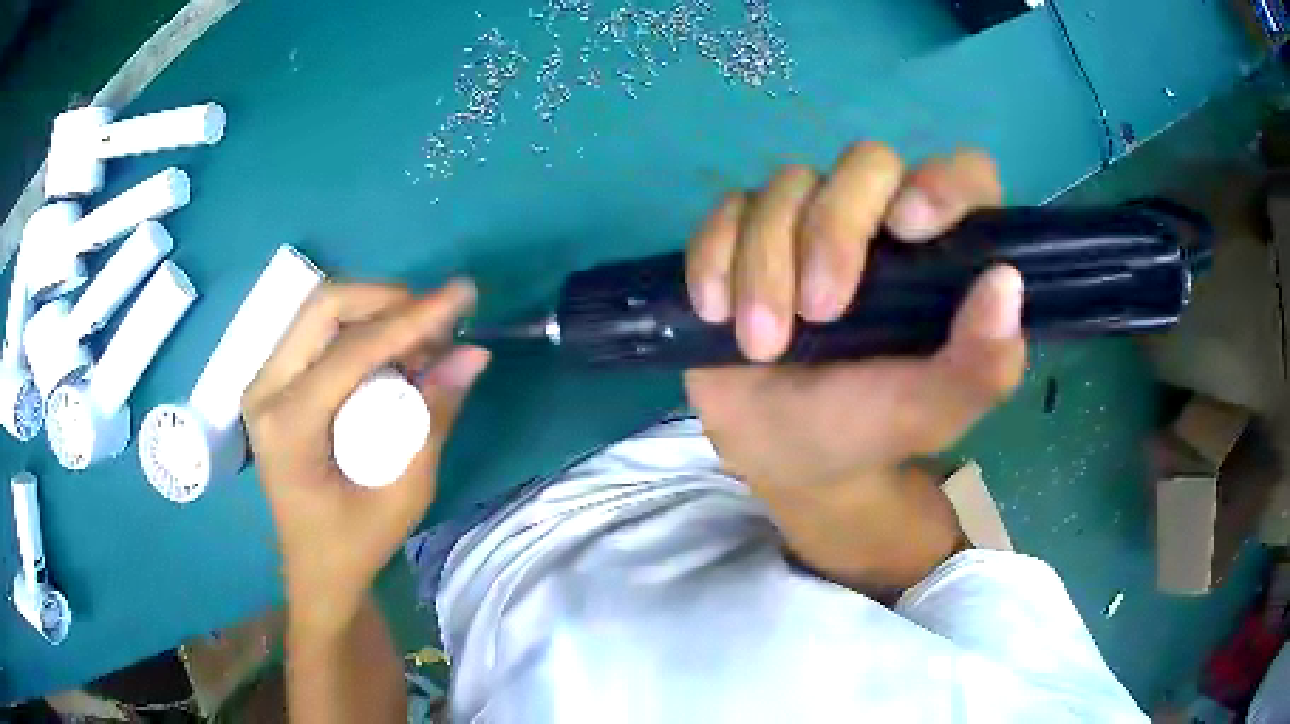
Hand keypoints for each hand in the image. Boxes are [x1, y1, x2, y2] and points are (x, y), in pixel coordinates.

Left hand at [243, 280, 489, 635]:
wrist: (315, 568)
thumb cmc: (354, 544)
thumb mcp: (404, 494)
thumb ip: (434, 419)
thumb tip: (474, 354)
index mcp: (288, 425)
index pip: (351, 350)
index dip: (411, 318)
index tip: (462, 296)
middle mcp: (264, 390)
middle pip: (324, 307)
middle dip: (388, 299)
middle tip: (439, 319)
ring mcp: (264, 382)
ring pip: (320, 311)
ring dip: (375, 310)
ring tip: (422, 339)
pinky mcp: (274, 382)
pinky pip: (318, 331)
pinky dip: (361, 327)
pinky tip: (393, 351)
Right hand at [684, 144, 1025, 488]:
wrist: (781, 450)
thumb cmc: (869, 427)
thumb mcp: (933, 411)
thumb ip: (982, 363)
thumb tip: (1006, 281)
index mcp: (941, 253)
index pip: (963, 176)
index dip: (943, 183)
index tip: (910, 228)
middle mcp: (881, 219)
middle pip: (866, 164)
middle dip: (834, 232)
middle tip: (819, 314)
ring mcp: (808, 220)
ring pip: (787, 186)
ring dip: (765, 264)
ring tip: (761, 345)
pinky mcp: (745, 233)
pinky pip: (727, 211)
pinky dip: (715, 257)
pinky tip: (717, 311)